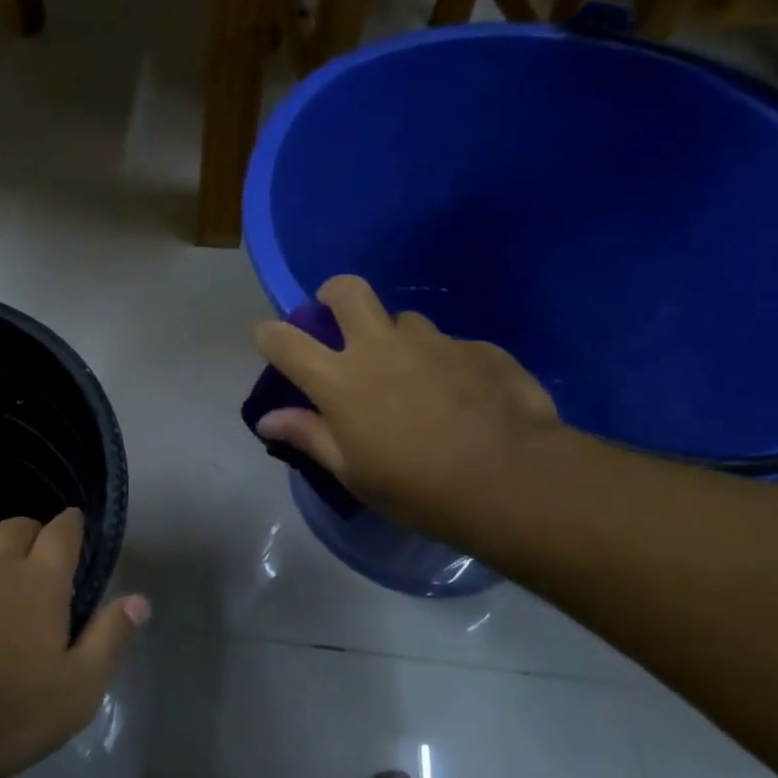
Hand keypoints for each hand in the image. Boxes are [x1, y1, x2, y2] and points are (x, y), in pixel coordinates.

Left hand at [0, 510, 149, 777]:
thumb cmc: (1, 713)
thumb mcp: (76, 691)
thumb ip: (109, 639)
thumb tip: (140, 599)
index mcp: (40, 582)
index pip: (62, 532)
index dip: (71, 525)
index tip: (74, 527)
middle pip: (16, 526)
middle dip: (30, 533)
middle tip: (34, 559)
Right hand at [253, 275, 563, 544]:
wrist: (510, 479)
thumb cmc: (415, 486)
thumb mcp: (352, 472)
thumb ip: (309, 436)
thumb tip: (267, 420)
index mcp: (339, 379)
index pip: (285, 341)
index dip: (270, 335)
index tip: (270, 340)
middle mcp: (380, 346)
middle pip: (347, 291)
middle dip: (333, 295)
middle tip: (339, 319)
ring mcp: (432, 341)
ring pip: (403, 320)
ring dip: (396, 339)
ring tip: (412, 378)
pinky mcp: (476, 347)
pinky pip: (448, 346)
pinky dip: (442, 365)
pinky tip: (460, 399)